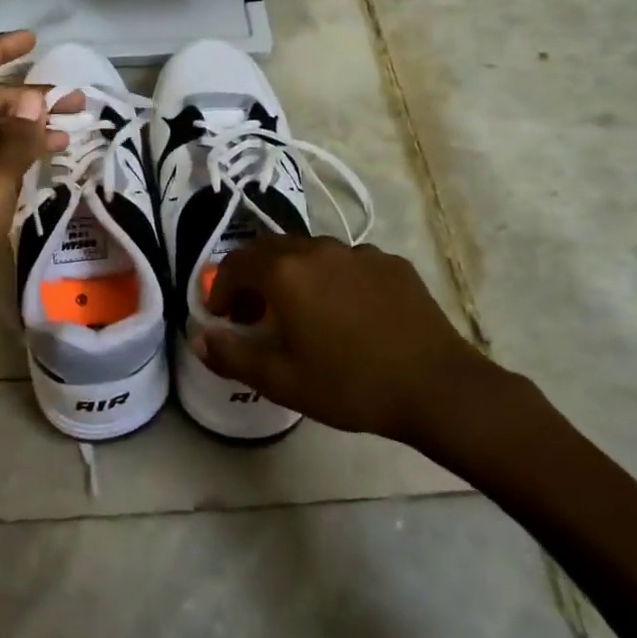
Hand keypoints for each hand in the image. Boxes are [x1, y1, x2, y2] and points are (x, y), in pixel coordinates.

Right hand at [196, 236, 526, 469]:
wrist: (438, 387)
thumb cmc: (351, 385)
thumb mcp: (282, 380)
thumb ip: (232, 355)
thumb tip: (199, 337)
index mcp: (285, 272)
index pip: (236, 264)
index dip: (221, 288)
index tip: (223, 316)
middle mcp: (317, 249)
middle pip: (270, 250)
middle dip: (253, 277)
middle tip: (253, 313)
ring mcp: (358, 252)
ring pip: (310, 253)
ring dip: (292, 275)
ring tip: (300, 312)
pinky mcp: (391, 263)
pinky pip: (347, 263)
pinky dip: (331, 279)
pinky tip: (346, 313)